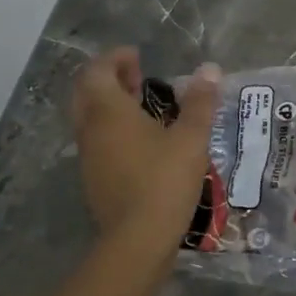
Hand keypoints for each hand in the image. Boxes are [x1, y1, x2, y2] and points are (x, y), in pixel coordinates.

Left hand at [71, 47, 221, 271]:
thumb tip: (210, 70)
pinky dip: (111, 129)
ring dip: (109, 104)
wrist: (138, 239)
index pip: (98, 71)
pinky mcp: (93, 179)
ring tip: (141, 106)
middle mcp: (91, 129)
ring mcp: (88, 157)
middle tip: (136, 76)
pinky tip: (140, 141)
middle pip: (86, 92)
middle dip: (108, 78)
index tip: (137, 56)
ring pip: (89, 118)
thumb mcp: (191, 138)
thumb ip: (201, 102)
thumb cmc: (164, 179)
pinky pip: (96, 141)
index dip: (115, 58)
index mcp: (108, 112)